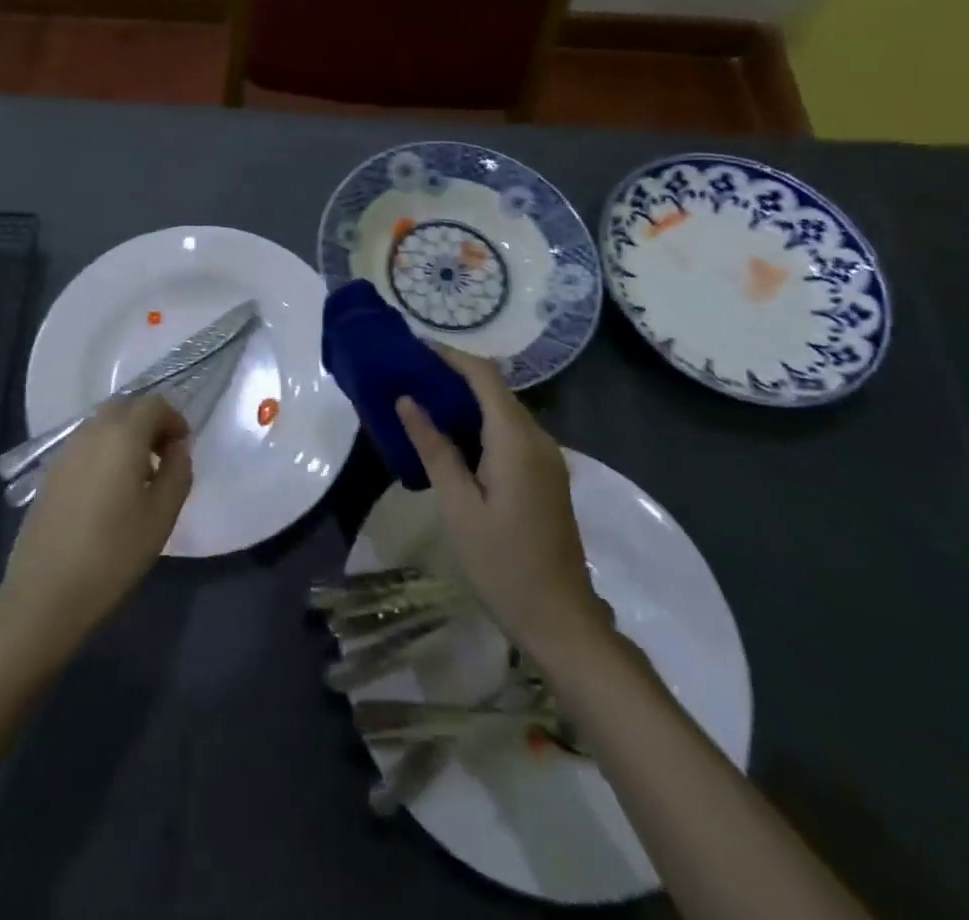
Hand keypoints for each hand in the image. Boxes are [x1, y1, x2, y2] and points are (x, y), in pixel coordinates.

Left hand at [0, 394, 190, 654]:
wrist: (45, 593)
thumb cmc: (113, 553)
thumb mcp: (162, 515)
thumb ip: (178, 472)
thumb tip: (179, 447)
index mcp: (122, 435)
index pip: (154, 404)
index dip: (174, 420)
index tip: (183, 450)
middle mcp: (91, 431)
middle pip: (126, 407)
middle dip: (149, 423)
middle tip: (164, 458)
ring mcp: (66, 451)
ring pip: (103, 424)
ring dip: (126, 437)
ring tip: (138, 478)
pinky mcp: (51, 472)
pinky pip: (85, 445)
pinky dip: (104, 452)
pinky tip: (109, 492)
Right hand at [395, 347, 616, 684]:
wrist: (561, 620)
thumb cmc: (502, 564)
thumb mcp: (458, 507)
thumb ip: (434, 448)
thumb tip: (407, 400)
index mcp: (516, 441)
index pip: (483, 376)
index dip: (449, 356)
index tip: (413, 348)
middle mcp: (538, 439)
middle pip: (495, 389)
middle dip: (453, 375)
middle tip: (408, 376)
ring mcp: (547, 458)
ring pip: (503, 410)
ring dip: (466, 400)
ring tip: (422, 401)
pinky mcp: (546, 476)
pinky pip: (511, 433)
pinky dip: (480, 424)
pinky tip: (452, 438)